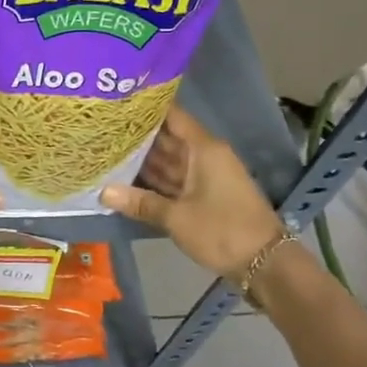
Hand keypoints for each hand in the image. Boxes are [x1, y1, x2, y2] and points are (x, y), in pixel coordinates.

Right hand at [101, 105, 284, 280]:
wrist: (264, 263)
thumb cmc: (222, 230)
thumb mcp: (176, 217)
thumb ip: (140, 202)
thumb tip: (102, 192)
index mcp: (204, 149)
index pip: (173, 117)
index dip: (148, 107)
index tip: (119, 102)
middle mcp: (205, 157)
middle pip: (168, 139)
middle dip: (139, 136)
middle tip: (104, 129)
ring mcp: (206, 177)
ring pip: (170, 162)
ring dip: (143, 160)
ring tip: (108, 151)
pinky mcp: (204, 197)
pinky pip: (174, 181)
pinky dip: (154, 181)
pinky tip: (127, 180)